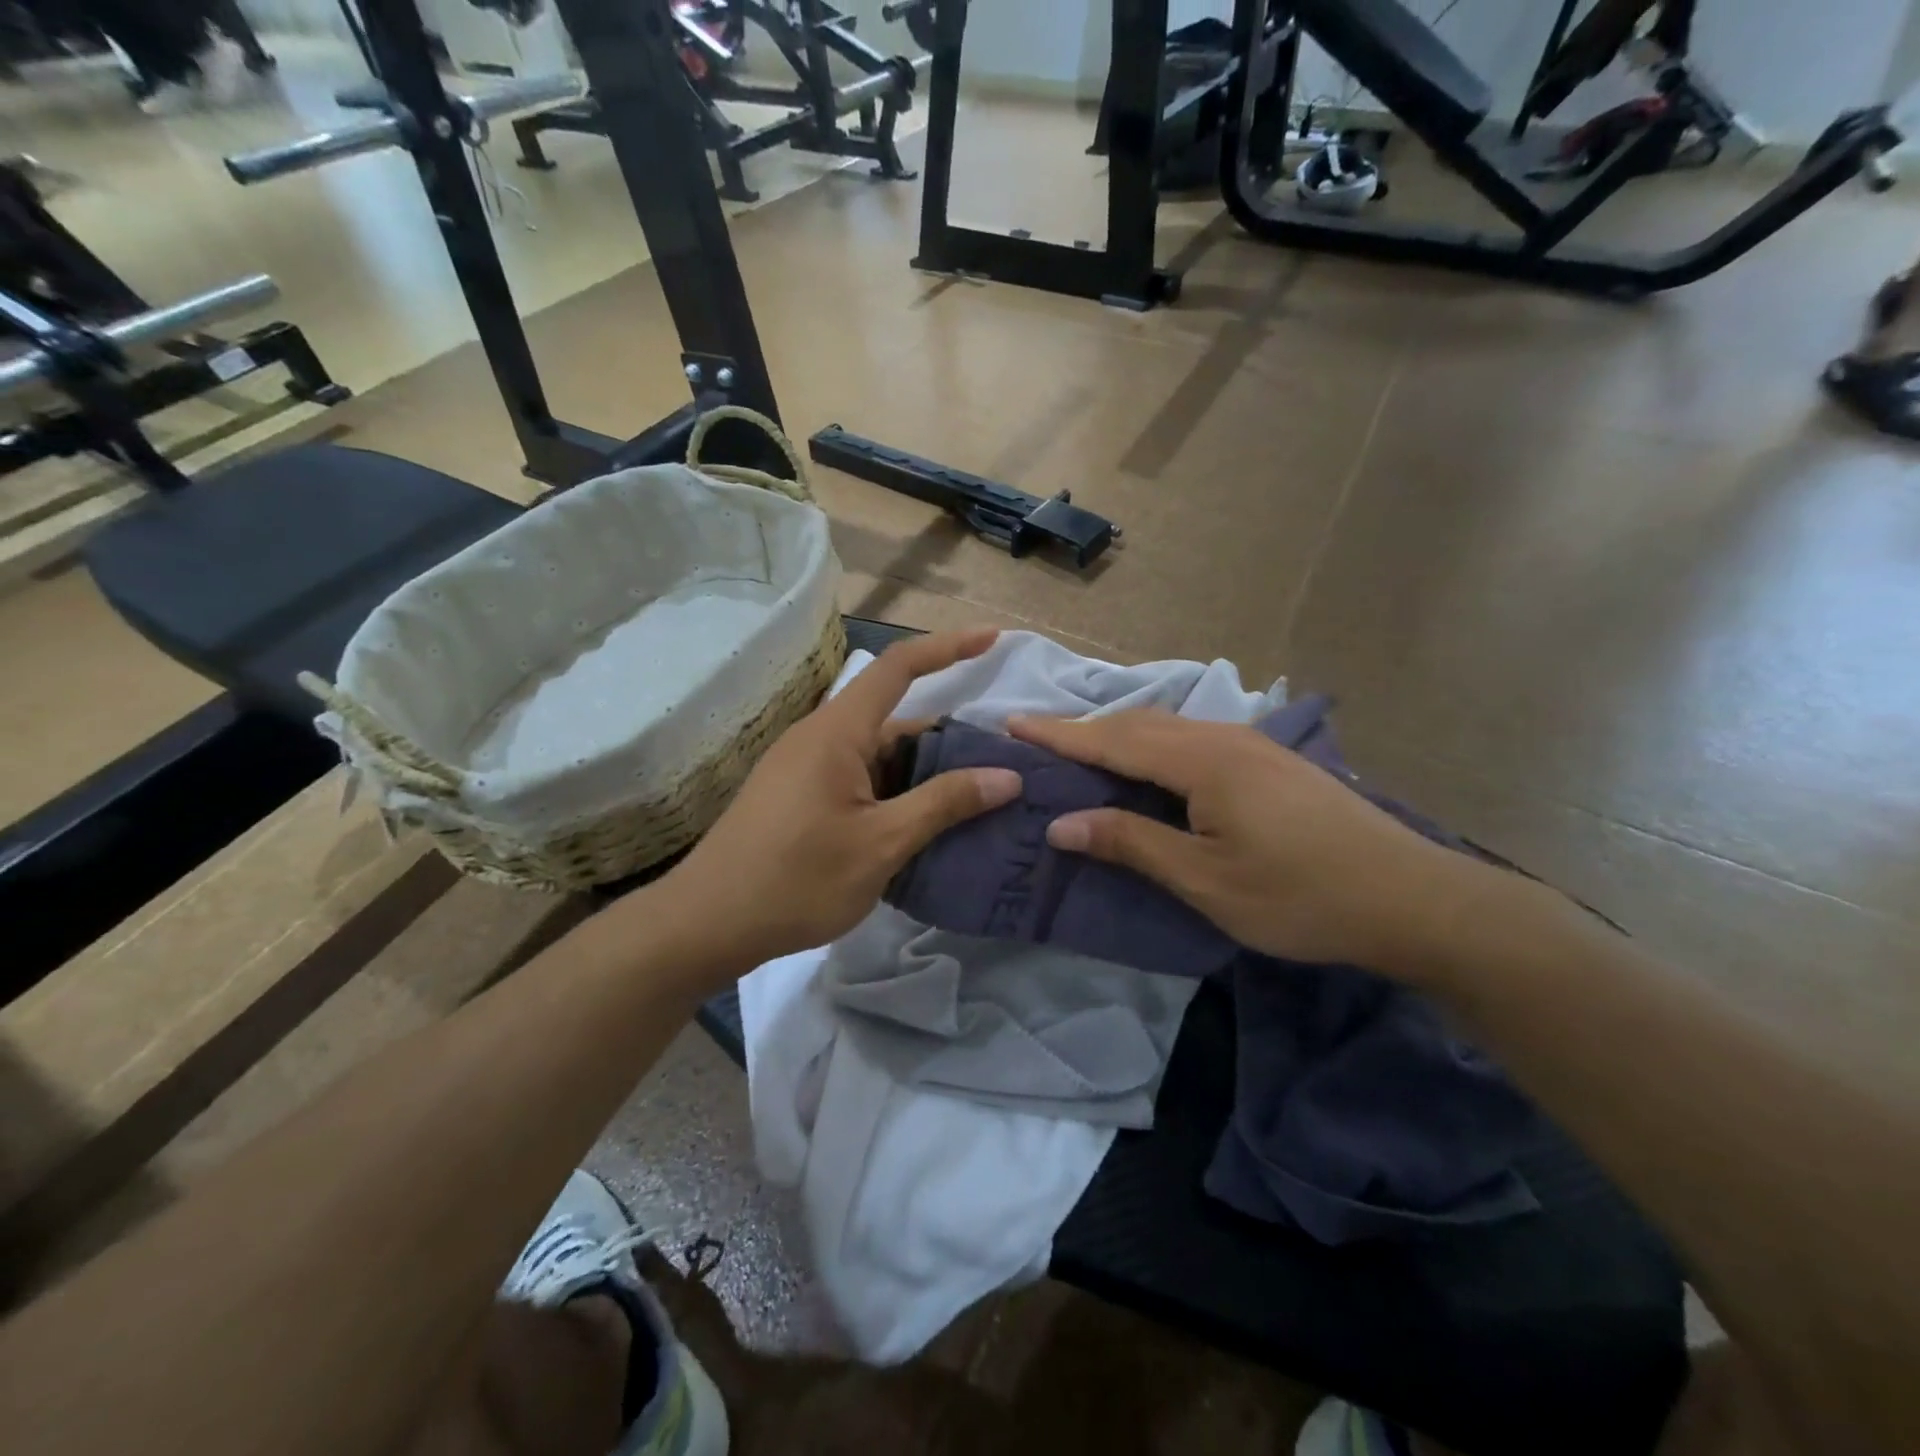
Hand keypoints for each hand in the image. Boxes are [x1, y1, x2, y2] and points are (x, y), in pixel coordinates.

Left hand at [656, 629, 1022, 970]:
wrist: (706, 924)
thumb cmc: (795, 880)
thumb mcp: (881, 844)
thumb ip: (943, 804)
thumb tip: (1007, 776)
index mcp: (838, 733)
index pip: (899, 668)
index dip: (948, 647)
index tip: (992, 638)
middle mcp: (821, 739)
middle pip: (897, 722)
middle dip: (950, 741)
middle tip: (1003, 769)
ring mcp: (806, 769)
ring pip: (880, 757)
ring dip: (925, 775)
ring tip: (977, 805)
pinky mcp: (799, 798)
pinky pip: (861, 781)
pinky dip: (897, 795)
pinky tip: (924, 829)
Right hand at [1007, 711, 1498, 980]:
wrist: (1411, 899)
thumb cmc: (1299, 896)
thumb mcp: (1205, 880)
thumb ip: (1131, 843)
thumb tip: (1061, 824)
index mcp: (1202, 761)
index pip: (1112, 739)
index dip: (1058, 734)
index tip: (1010, 724)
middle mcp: (1223, 738)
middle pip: (1137, 724)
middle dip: (1083, 730)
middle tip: (1035, 741)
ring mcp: (1251, 745)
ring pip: (1166, 729)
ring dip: (1118, 738)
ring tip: (1079, 754)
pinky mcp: (1268, 762)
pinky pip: (1191, 741)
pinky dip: (1151, 749)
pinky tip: (1146, 769)